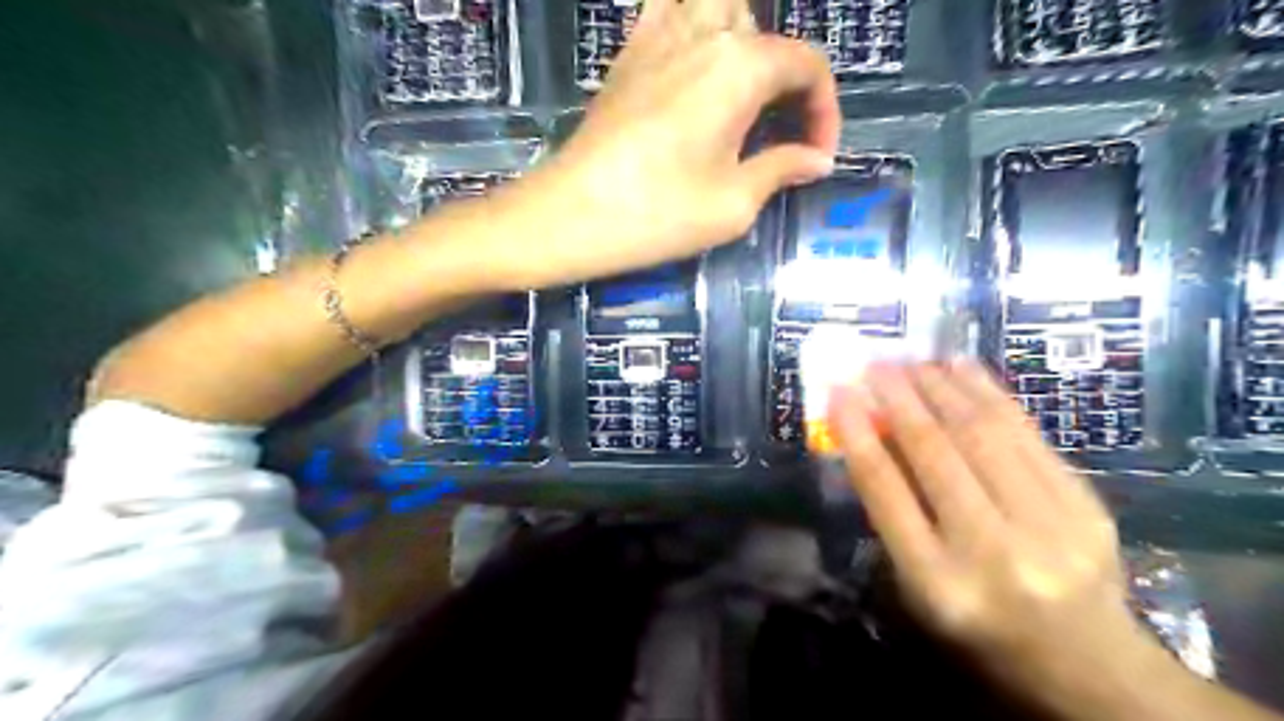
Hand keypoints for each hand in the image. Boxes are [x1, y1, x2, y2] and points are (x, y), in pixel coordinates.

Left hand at [495, 0, 839, 290]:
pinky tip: (693, 68)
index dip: (824, 111)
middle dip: (788, 78)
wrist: (568, 216)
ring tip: (741, 95)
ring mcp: (657, 37)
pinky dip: (692, 25)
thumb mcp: (733, 204)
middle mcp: (703, 35)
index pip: (807, 65)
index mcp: (740, 66)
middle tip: (781, 131)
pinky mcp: (627, 56)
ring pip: (716, 6)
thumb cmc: (656, 214)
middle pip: (765, 32)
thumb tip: (816, 159)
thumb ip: (781, 170)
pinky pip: (667, 11)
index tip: (816, 157)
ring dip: (743, 41)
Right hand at [829, 365, 1169, 710]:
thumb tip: (875, 434)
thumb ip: (895, 514)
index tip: (838, 392)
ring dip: (941, 386)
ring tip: (914, 360)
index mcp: (937, 582)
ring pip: (982, 433)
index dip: (857, 433)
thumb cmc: (978, 628)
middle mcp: (991, 551)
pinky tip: (963, 368)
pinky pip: (1026, 434)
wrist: (1086, 664)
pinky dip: (988, 393)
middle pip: (935, 452)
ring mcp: (1048, 526)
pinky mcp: (1086, 506)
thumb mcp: (917, 586)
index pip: (885, 490)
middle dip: (898, 397)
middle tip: (876, 363)